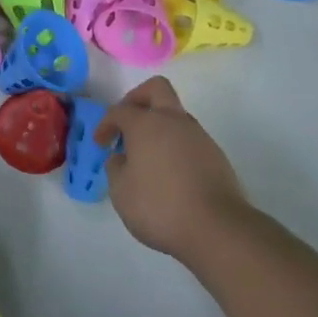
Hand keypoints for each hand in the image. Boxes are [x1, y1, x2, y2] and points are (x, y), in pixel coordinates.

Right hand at [95, 76, 251, 260]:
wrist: (217, 228)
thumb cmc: (160, 206)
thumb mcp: (121, 192)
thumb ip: (116, 168)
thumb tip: (122, 158)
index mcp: (146, 124)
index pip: (120, 110)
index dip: (106, 123)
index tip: (101, 143)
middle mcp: (173, 121)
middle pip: (156, 88)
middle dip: (138, 98)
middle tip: (128, 122)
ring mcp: (198, 136)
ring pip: (175, 115)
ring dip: (158, 125)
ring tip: (147, 156)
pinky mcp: (215, 155)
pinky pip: (189, 139)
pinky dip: (175, 146)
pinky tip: (169, 173)